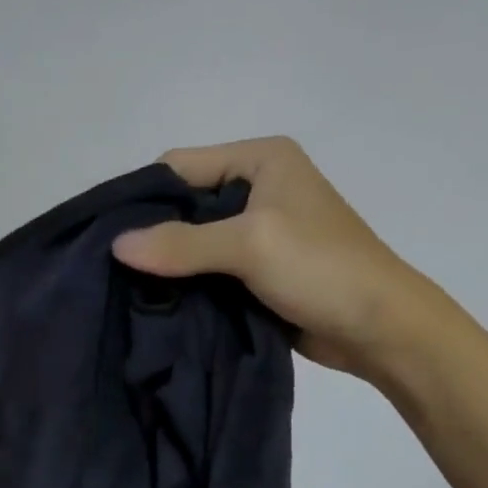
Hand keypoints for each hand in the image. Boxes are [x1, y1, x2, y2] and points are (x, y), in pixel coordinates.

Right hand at [111, 137, 425, 378]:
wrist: (380, 328)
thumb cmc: (322, 268)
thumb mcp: (250, 244)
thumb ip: (182, 243)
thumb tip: (116, 246)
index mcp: (260, 159)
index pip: (180, 167)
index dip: (144, 199)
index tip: (107, 237)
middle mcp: (257, 188)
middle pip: (184, 206)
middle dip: (152, 237)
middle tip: (113, 271)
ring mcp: (258, 233)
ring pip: (194, 244)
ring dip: (168, 268)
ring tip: (128, 293)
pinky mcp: (258, 272)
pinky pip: (209, 272)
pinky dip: (187, 286)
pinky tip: (159, 306)